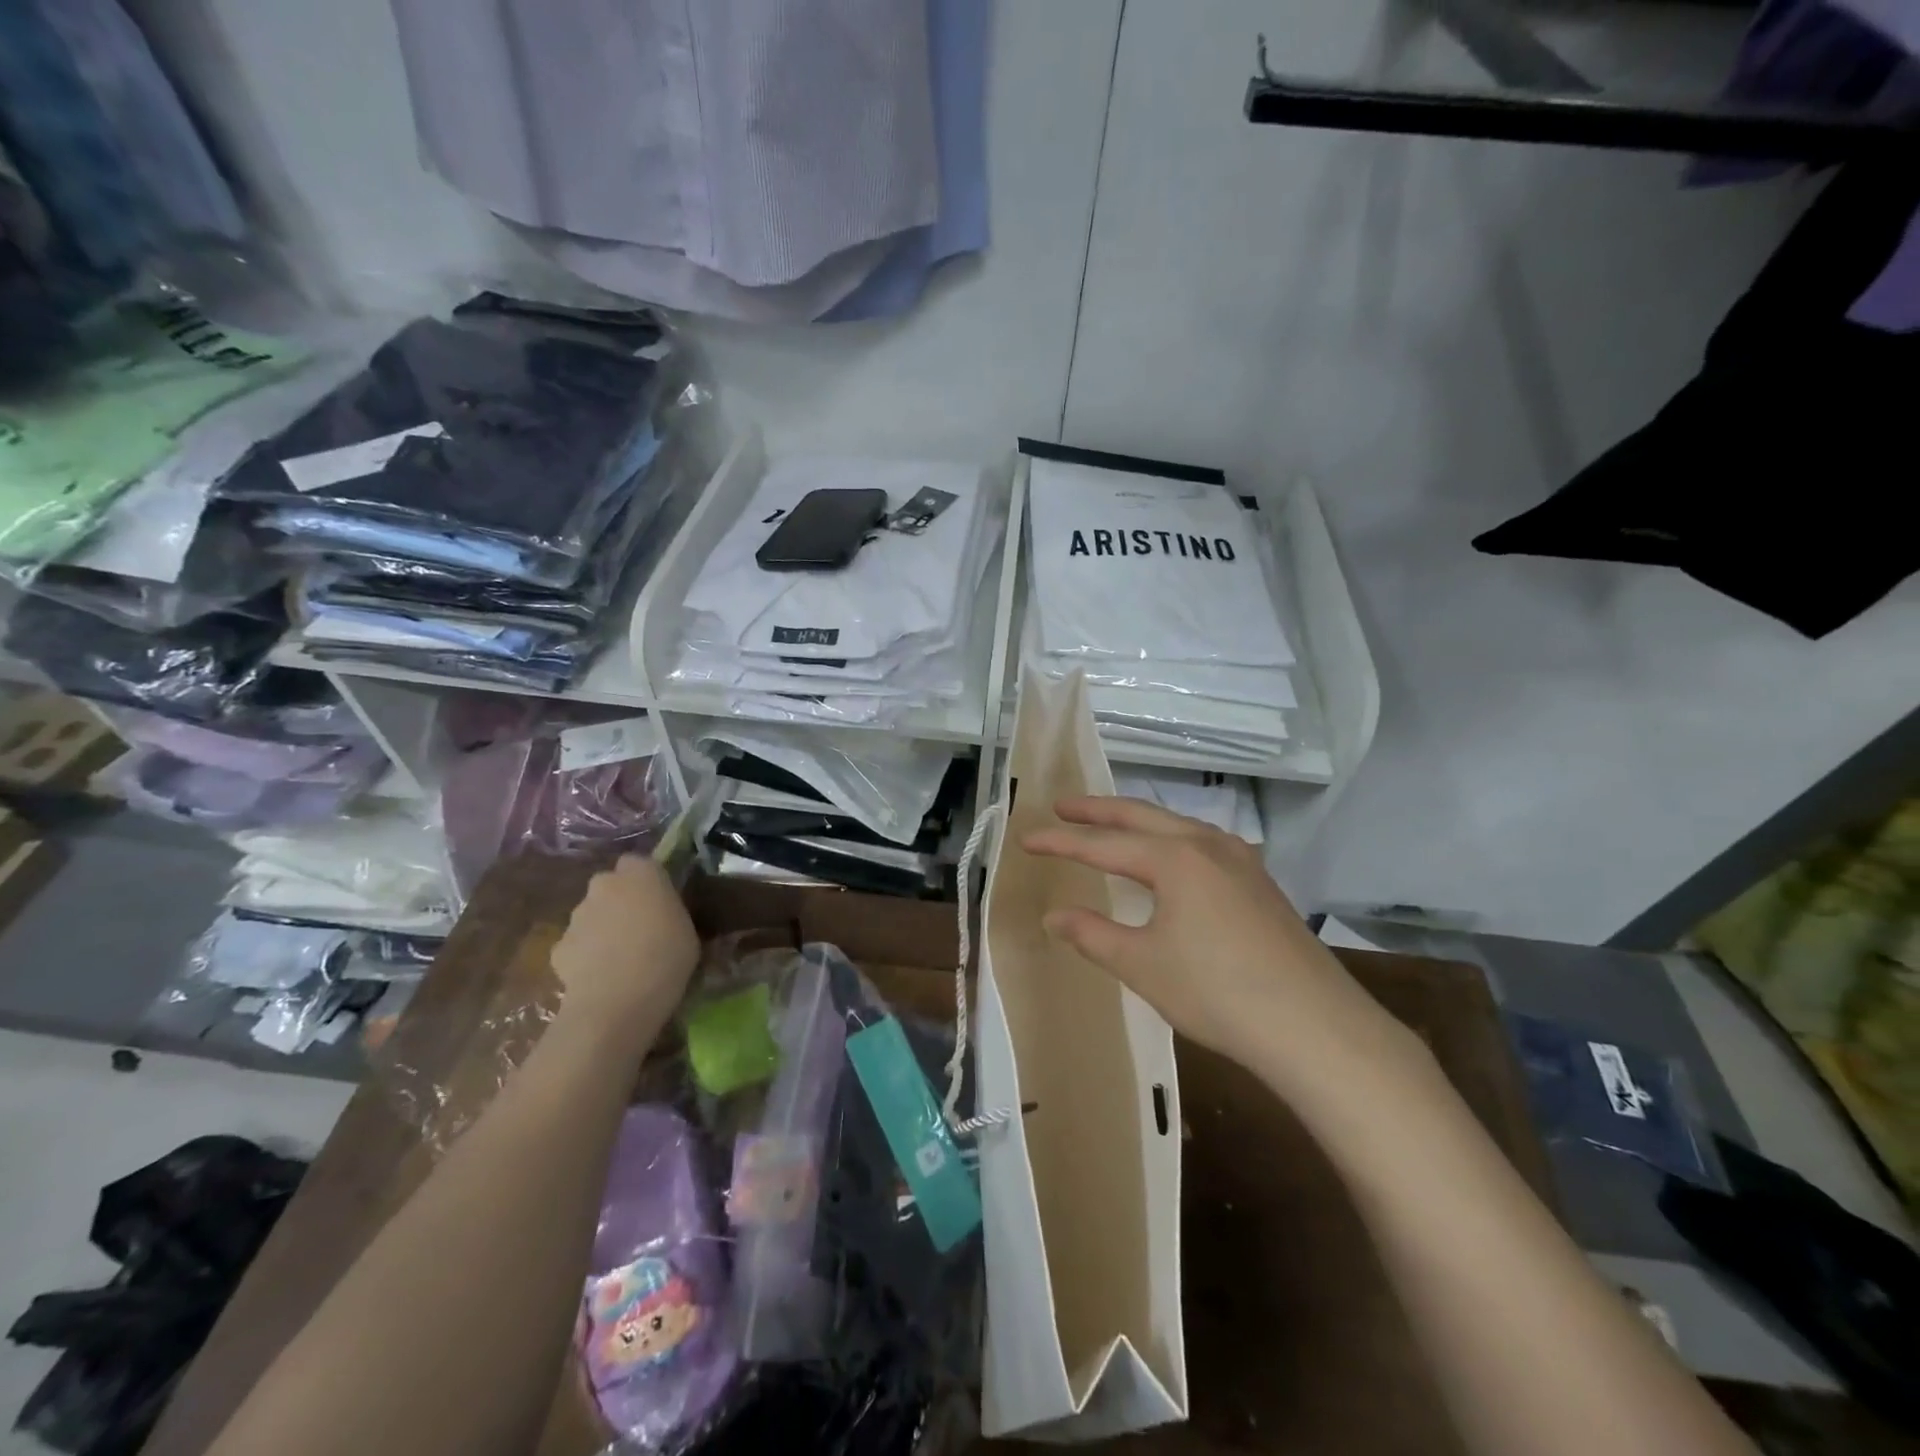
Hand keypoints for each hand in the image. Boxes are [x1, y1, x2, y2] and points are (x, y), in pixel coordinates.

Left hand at [549, 857, 698, 1036]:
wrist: (617, 1001)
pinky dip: (585, 955)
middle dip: (620, 901)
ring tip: (620, 959)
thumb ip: (669, 912)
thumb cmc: (666, 958)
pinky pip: (577, 944)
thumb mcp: (687, 929)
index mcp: (641, 874)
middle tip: (639, 928)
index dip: (647, 880)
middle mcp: (604, 885)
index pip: (638, 862)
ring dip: (603, 928)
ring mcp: (577, 915)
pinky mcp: (559, 946)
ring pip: (591, 914)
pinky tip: (600, 978)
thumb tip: (661, 916)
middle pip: (610, 885)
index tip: (659, 901)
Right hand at [1021, 797, 1417, 1085]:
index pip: (1103, 844)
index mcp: (1175, 858)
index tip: (1026, 838)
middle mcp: (1207, 844)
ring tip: (1111, 825)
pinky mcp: (1260, 883)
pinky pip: (1203, 844)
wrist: (1315, 1027)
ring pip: (1177, 825)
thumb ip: (1092, 934)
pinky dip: (1171, 839)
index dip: (1060, 843)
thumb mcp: (1143, 965)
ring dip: (1138, 821)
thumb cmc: (1218, 993)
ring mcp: (1241, 860)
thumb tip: (1054, 915)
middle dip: (1098, 810)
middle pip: (1142, 815)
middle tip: (1062, 806)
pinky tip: (1174, 857)